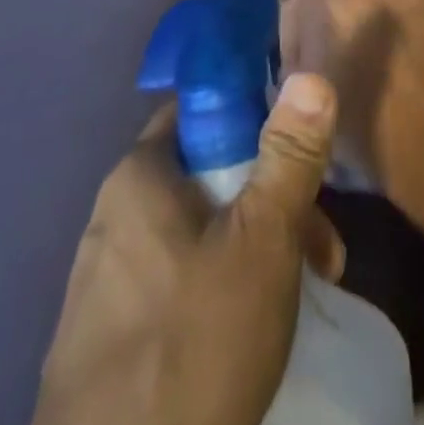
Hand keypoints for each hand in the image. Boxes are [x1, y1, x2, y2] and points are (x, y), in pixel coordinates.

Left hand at [24, 75, 343, 424]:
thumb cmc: (193, 350)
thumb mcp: (262, 241)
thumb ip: (289, 156)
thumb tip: (309, 74)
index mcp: (138, 178)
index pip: (202, 110)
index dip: (258, 120)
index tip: (301, 161)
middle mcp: (111, 218)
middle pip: (208, 177)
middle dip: (272, 201)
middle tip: (322, 251)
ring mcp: (102, 284)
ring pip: (197, 234)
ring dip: (254, 249)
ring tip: (304, 296)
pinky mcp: (103, 343)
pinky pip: (175, 284)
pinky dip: (220, 290)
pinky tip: (250, 335)